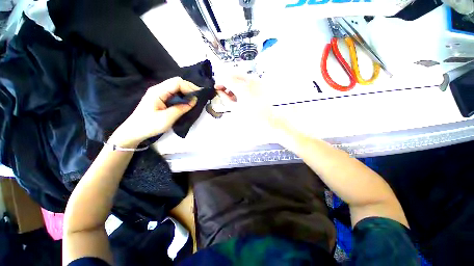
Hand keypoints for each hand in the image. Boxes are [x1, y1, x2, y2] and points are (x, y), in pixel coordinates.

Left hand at [110, 77, 199, 146]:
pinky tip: (187, 102)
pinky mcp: (161, 99)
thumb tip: (194, 100)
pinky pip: (174, 94)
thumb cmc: (149, 125)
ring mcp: (159, 93)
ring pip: (176, 88)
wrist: (134, 132)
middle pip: (177, 83)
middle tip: (199, 97)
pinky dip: (182, 97)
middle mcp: (159, 89)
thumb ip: (181, 108)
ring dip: (186, 92)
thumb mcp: (167, 118)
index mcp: (158, 91)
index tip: (198, 96)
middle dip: (189, 88)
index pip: (177, 82)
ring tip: (195, 100)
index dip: (189, 87)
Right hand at [215, 75, 288, 130]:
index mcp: (242, 88)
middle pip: (233, 73)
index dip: (220, 82)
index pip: (226, 79)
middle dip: (226, 80)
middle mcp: (250, 80)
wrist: (268, 119)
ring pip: (240, 75)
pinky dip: (242, 83)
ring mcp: (257, 80)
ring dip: (234, 81)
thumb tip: (219, 90)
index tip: (217, 88)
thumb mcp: (234, 109)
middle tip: (224, 90)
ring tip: (233, 93)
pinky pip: (248, 78)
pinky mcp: (261, 82)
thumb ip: (225, 97)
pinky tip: (241, 92)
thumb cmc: (250, 117)